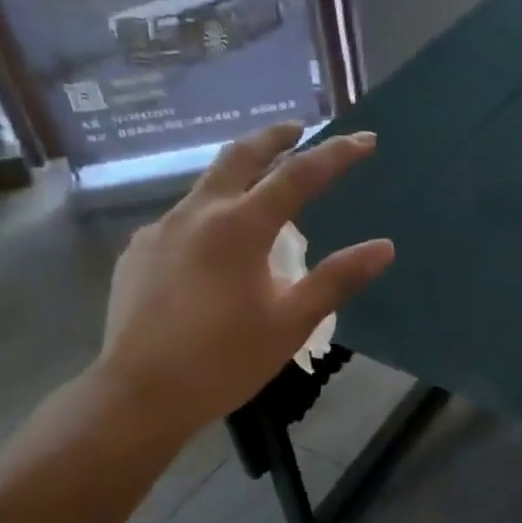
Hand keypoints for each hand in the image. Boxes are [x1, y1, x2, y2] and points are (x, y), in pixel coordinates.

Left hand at [92, 123, 393, 439]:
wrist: (140, 393)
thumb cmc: (224, 361)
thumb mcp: (291, 323)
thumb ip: (336, 280)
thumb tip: (384, 248)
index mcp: (240, 227)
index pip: (298, 176)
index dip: (336, 155)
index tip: (364, 140)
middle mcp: (197, 213)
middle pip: (240, 156)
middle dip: (275, 138)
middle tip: (300, 129)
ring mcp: (160, 229)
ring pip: (206, 186)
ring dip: (239, 176)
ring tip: (260, 190)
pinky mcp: (138, 252)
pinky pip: (181, 220)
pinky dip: (209, 217)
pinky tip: (213, 249)